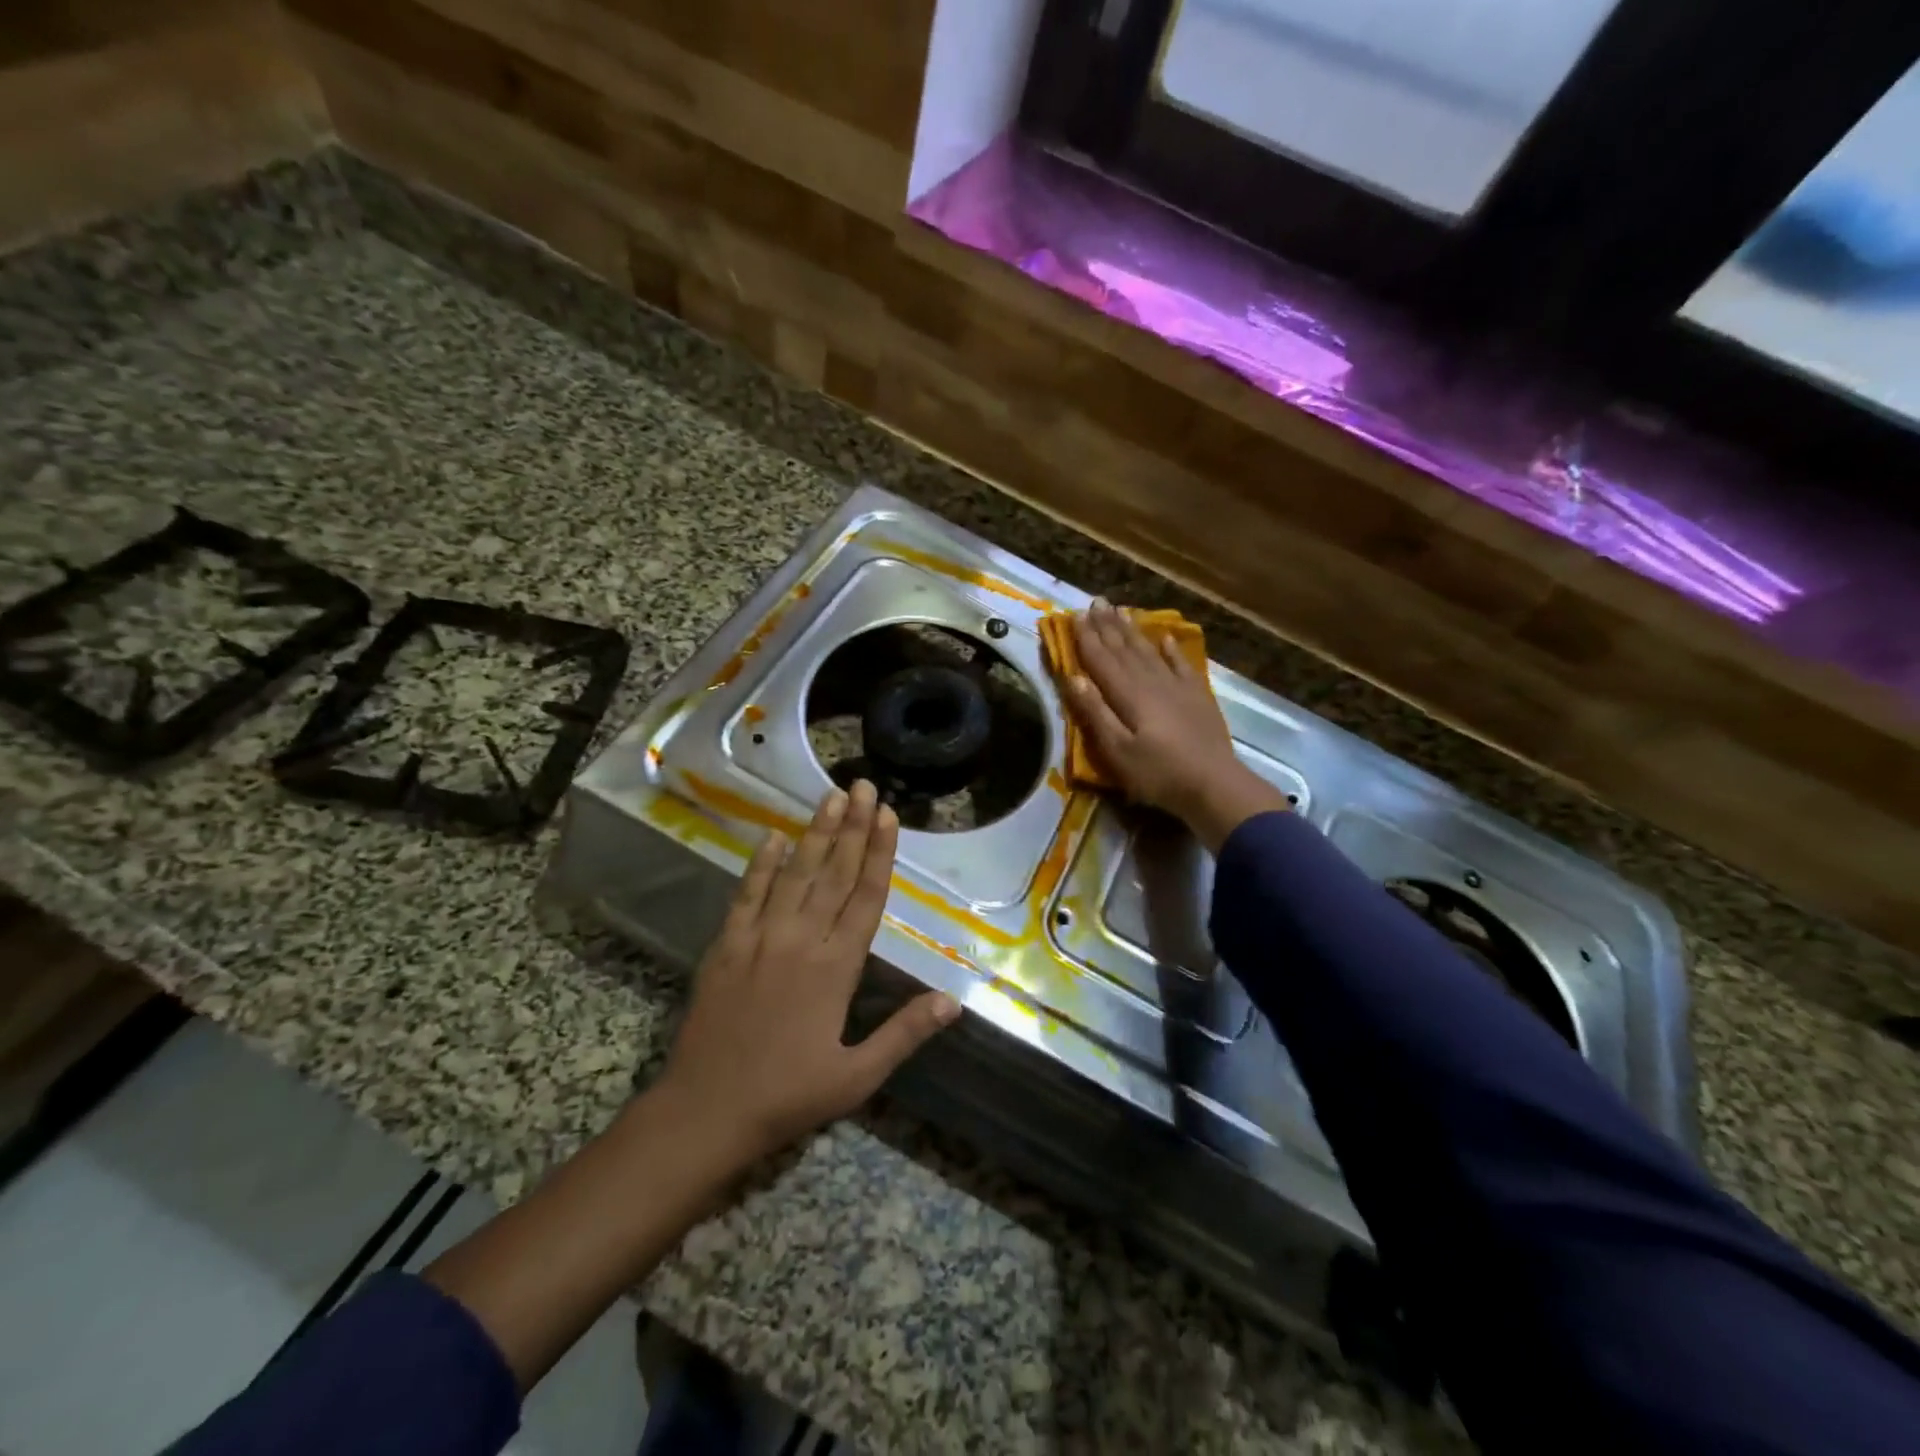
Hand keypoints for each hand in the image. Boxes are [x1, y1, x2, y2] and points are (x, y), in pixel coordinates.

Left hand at [656, 779, 959, 1166]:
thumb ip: (905, 1034)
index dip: (879, 853)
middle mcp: (801, 941)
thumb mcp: (857, 1076)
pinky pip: (748, 895)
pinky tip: (774, 837)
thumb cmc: (789, 1095)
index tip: (888, 816)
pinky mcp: (726, 946)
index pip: (866, 897)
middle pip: (834, 873)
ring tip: (830, 796)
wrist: (707, 1110)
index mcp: (837, 968)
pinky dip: (761, 865)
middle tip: (863, 786)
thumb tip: (953, 1001)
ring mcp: (760, 938)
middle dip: (852, 827)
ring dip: (815, 834)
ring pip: (795, 875)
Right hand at [1065, 600, 1291, 851]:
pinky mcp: (1197, 697)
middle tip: (1096, 602)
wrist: (1215, 785)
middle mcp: (1151, 682)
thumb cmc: (1158, 773)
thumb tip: (1073, 677)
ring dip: (1132, 631)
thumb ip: (1095, 713)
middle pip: (1124, 649)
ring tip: (1121, 611)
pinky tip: (1164, 637)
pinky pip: (1180, 664)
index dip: (1087, 638)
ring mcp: (1177, 687)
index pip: (1101, 660)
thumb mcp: (1117, 751)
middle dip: (1108, 626)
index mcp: (1128, 695)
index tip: (1075, 616)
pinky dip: (1170, 649)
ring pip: (1149, 651)